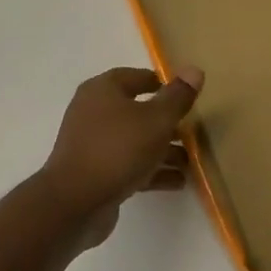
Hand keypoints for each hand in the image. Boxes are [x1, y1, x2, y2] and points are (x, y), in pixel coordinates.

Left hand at [38, 66, 203, 247]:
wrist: (76, 201)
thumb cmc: (118, 149)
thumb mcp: (156, 120)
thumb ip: (177, 97)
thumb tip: (194, 69)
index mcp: (102, 90)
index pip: (135, 77)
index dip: (161, 84)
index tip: (186, 95)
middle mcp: (93, 112)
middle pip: (136, 111)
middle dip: (166, 123)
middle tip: (194, 133)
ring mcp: (93, 144)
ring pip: (134, 141)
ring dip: (162, 150)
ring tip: (191, 162)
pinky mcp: (95, 172)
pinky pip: (129, 165)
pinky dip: (151, 171)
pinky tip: (178, 182)